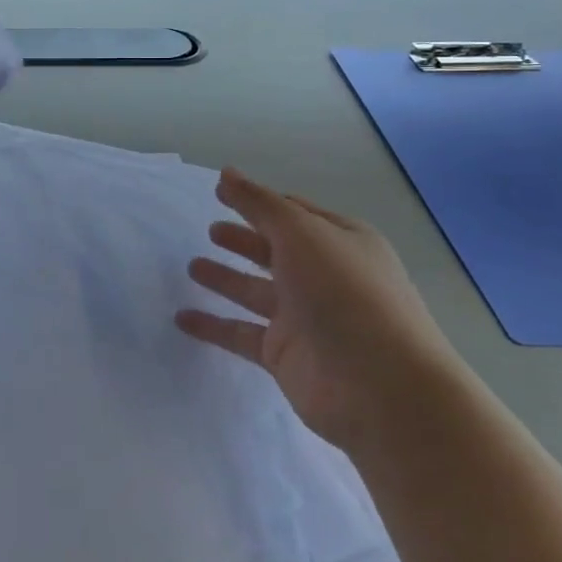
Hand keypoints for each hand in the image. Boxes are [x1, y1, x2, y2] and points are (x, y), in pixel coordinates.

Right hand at [177, 169, 461, 448]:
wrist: (380, 389)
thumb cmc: (344, 294)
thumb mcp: (302, 234)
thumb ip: (259, 204)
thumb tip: (227, 173)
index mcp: (341, 242)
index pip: (295, 214)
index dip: (261, 203)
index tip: (222, 192)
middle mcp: (324, 277)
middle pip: (275, 252)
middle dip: (244, 240)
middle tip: (211, 230)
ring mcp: (305, 318)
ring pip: (255, 292)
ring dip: (225, 279)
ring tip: (192, 267)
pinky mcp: (285, 354)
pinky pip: (241, 333)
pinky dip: (213, 325)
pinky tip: (181, 318)